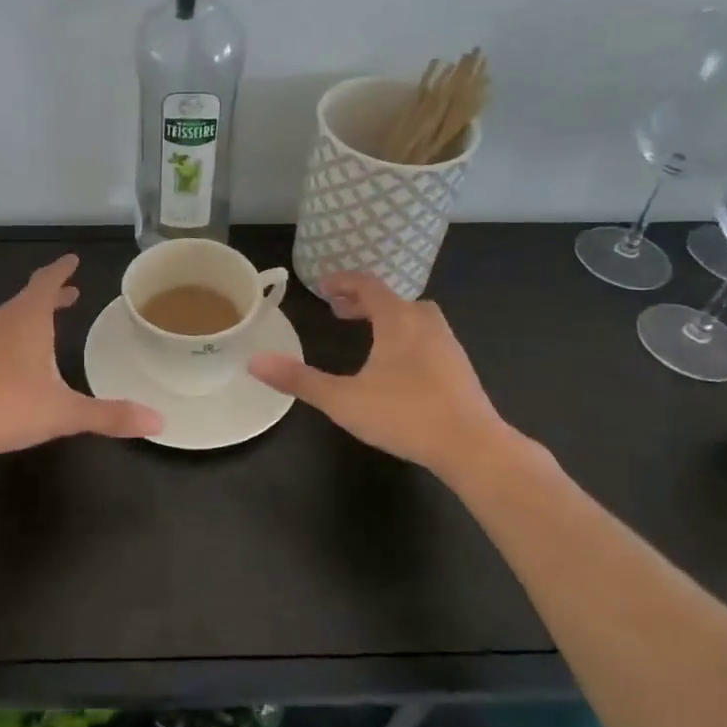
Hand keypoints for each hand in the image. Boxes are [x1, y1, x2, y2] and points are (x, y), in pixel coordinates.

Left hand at [0, 254, 162, 462]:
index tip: (72, 259)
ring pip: (8, 316)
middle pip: (28, 297)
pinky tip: (11, 358)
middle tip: (70, 294)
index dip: (62, 270)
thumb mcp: (65, 413)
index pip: (47, 283)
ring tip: (44, 324)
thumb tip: (160, 421)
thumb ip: (111, 415)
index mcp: (28, 321)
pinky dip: (10, 334)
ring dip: (29, 314)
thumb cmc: (8, 409)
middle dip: (50, 294)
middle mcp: (1, 321)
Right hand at [248, 271, 515, 475]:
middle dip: (363, 301)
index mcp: (398, 319)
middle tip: (339, 311)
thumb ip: (299, 380)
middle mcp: (425, 322)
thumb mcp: (343, 400)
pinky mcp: (459, 367)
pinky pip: (427, 337)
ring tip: (368, 335)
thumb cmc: (405, 415)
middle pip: (392, 298)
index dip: (343, 281)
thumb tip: (254, 361)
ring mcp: (447, 344)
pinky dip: (406, 336)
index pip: (368, 284)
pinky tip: (398, 366)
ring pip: (414, 317)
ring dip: (387, 318)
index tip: (322, 287)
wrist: (472, 445)